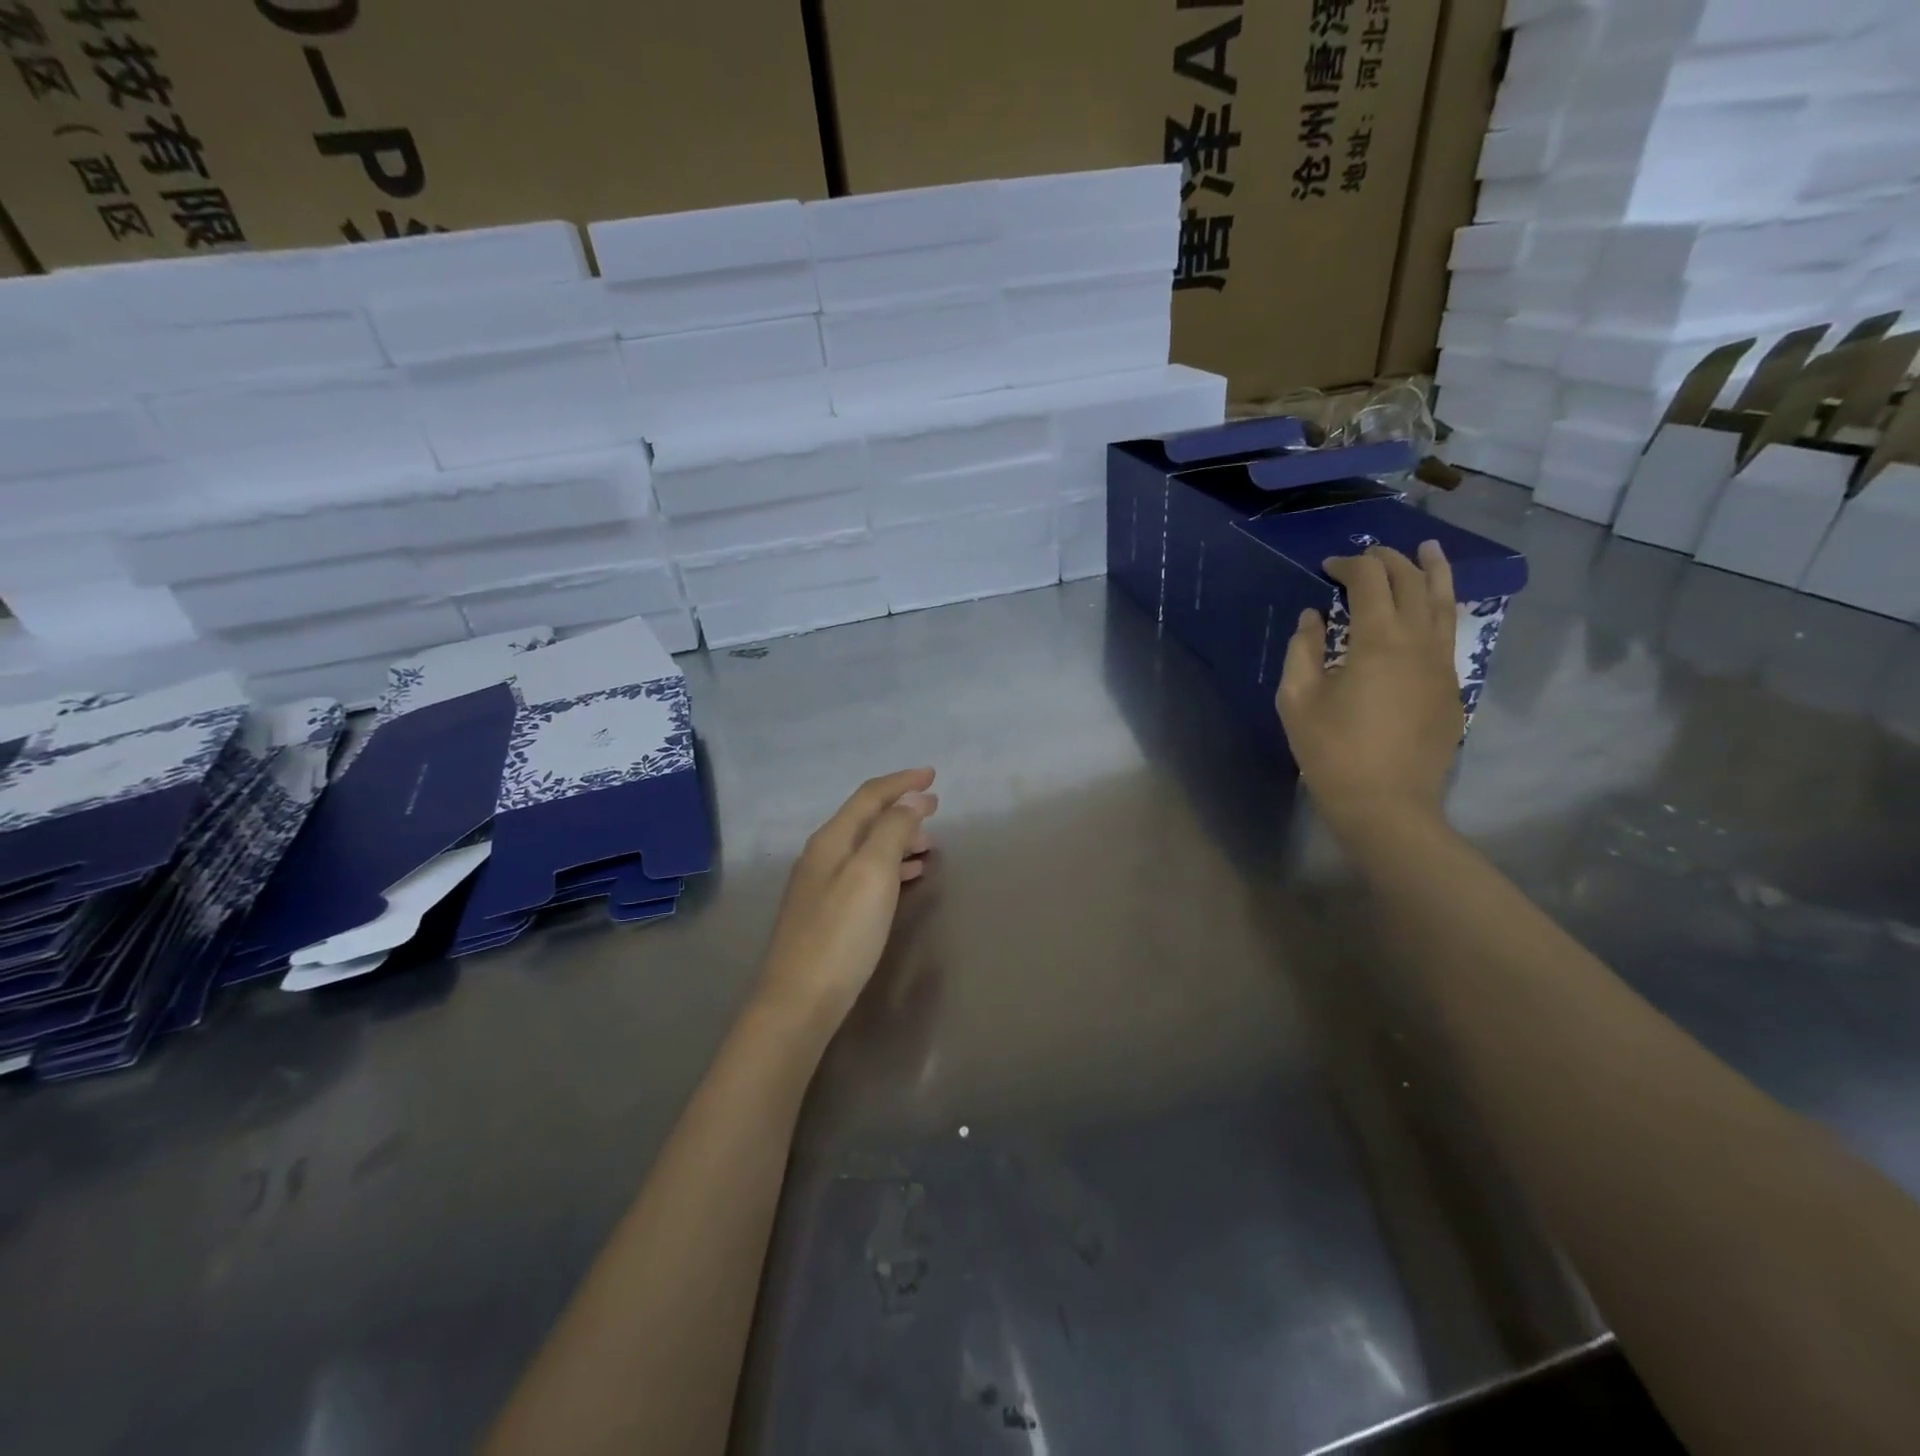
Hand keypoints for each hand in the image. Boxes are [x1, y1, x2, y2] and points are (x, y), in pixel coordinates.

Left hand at [755, 768, 938, 1031]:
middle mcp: (822, 855)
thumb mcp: (872, 874)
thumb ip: (893, 831)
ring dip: (898, 839)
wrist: (798, 1002)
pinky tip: (908, 878)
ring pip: (866, 848)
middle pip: (866, 819)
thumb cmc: (841, 934)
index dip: (902, 782)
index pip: (870, 796)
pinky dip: (890, 866)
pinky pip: (865, 873)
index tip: (933, 776)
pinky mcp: (826, 913)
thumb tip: (914, 799)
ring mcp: (820, 885)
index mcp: (831, 839)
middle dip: (902, 810)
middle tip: (936, 812)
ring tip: (930, 845)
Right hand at [1276, 542, 1461, 836]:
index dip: (1349, 565)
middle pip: (1411, 582)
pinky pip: (1448, 632)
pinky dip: (1439, 607)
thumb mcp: (1298, 699)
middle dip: (1389, 560)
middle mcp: (1418, 641)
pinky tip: (1430, 608)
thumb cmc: (1332, 751)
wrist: (1386, 803)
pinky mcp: (1451, 687)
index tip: (1327, 567)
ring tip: (1428, 549)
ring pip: (1443, 603)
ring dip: (1432, 572)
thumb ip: (1303, 650)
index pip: (1370, 581)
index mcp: (1377, 640)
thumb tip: (1313, 618)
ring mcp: (1442, 664)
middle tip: (1367, 554)